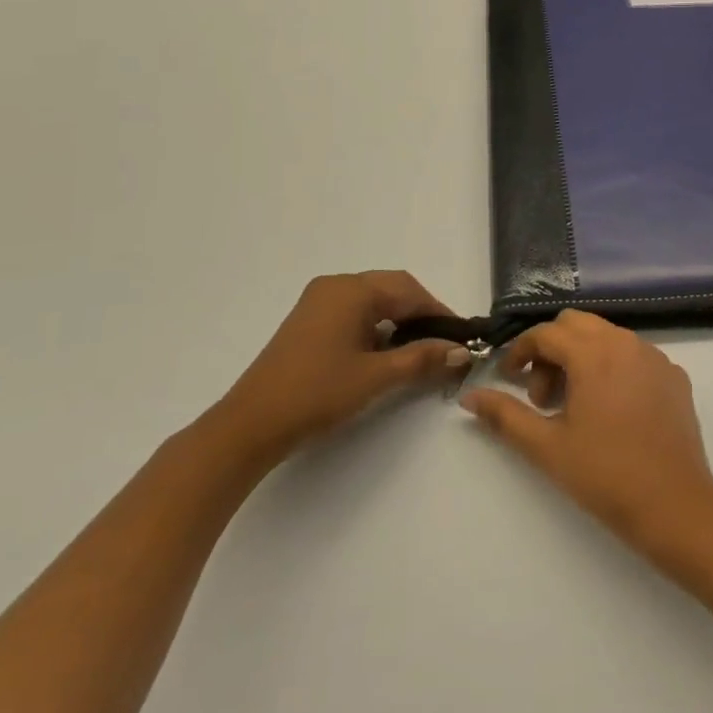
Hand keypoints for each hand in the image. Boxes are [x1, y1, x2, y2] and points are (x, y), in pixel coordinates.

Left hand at [216, 272, 465, 468]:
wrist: (251, 425)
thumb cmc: (317, 393)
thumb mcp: (376, 376)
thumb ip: (421, 358)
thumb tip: (461, 351)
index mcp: (351, 290)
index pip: (408, 289)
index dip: (438, 312)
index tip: (461, 337)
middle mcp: (335, 286)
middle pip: (391, 290)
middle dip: (421, 315)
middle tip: (444, 345)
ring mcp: (318, 303)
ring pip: (373, 303)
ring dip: (399, 322)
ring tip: (420, 352)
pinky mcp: (309, 323)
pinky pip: (354, 314)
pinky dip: (376, 329)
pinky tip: (386, 354)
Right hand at [461, 311, 712, 547]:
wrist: (676, 507)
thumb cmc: (605, 475)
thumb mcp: (546, 447)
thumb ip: (505, 415)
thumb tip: (470, 396)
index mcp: (594, 353)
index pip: (546, 333)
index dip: (520, 352)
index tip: (509, 380)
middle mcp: (626, 343)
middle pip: (576, 324)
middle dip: (551, 351)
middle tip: (542, 397)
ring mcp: (656, 357)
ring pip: (606, 337)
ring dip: (581, 357)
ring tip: (574, 406)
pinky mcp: (674, 376)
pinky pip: (634, 355)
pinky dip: (613, 368)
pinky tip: (611, 411)